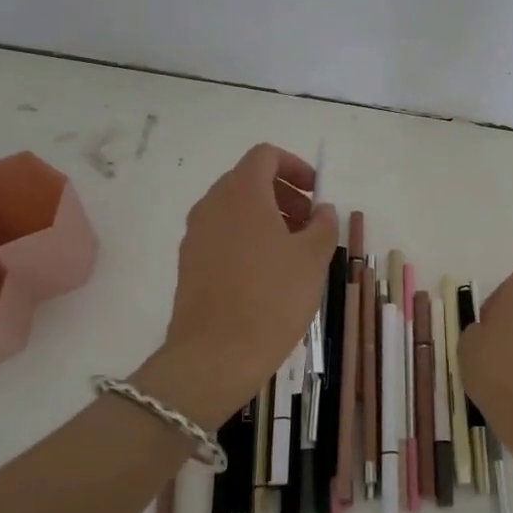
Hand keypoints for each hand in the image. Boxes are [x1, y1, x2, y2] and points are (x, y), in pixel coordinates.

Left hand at [134, 143, 336, 428]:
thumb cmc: (271, 298)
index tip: (316, 193)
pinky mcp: (189, 263)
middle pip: (249, 180)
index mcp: (241, 193)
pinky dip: (248, 238)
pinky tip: (268, 273)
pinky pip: (222, 234)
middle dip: (284, 194)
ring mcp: (196, 235)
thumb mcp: (313, 258)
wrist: (215, 356)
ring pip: (235, 209)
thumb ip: (323, 224)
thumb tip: (321, 210)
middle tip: (310, 223)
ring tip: (294, 251)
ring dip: (267, 217)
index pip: (265, 156)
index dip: (295, 167)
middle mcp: (212, 205)